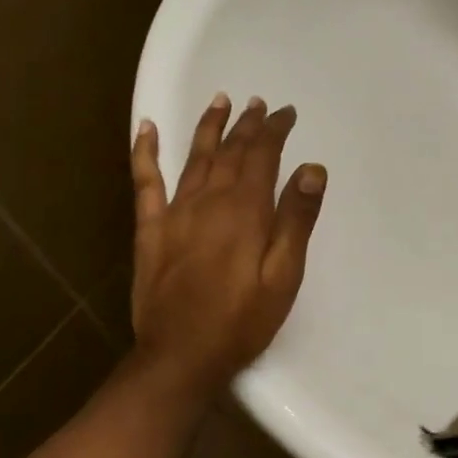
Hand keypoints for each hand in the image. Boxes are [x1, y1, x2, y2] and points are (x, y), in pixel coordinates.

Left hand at [128, 93, 326, 396]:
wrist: (181, 356)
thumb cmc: (241, 321)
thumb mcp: (283, 276)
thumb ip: (296, 220)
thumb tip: (312, 169)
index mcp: (245, 210)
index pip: (262, 156)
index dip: (274, 130)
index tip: (286, 113)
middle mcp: (209, 200)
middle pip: (230, 151)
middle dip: (247, 125)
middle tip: (259, 104)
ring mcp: (175, 213)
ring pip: (194, 157)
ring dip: (208, 127)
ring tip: (220, 101)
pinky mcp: (150, 230)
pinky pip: (145, 182)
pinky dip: (145, 152)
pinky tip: (146, 129)